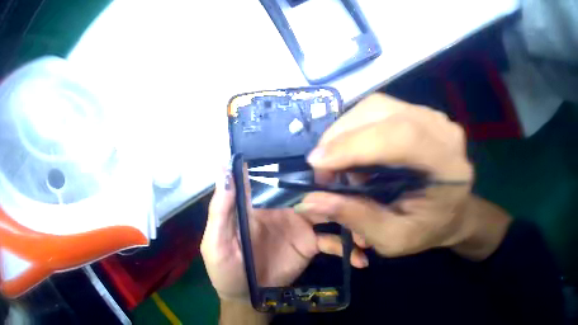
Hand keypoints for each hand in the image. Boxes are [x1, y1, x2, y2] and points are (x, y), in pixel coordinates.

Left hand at [201, 169, 367, 301]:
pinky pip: (333, 242)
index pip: (280, 175)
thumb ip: (221, 209)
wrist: (246, 297)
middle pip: (311, 190)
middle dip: (334, 188)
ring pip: (328, 212)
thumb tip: (225, 170)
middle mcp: (283, 207)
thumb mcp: (216, 242)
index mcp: (259, 202)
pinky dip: (348, 249)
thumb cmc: (225, 268)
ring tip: (368, 227)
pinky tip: (361, 258)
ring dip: (349, 216)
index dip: (299, 164)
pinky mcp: (311, 245)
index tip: (324, 157)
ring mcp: (300, 225)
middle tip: (360, 189)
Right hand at [296, 93, 508, 259]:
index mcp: (449, 165)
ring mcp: (433, 117)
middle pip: (384, 112)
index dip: (356, 144)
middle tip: (322, 168)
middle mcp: (444, 131)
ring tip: (340, 163)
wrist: (452, 212)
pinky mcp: (420, 113)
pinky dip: (357, 127)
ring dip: (347, 131)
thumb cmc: (427, 229)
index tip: (317, 163)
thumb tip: (311, 200)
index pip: (402, 137)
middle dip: (342, 136)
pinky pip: (379, 109)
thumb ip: (357, 218)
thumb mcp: (393, 239)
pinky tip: (355, 151)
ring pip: (376, 106)